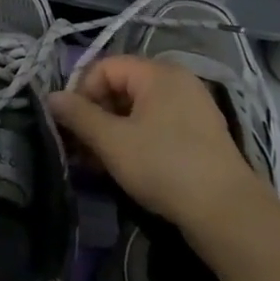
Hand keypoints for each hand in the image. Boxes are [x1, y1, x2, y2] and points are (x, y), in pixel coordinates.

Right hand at [49, 55, 269, 228]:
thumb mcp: (113, 141)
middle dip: (95, 115)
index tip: (71, 125)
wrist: (228, 213)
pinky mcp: (199, 134)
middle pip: (121, 87)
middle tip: (81, 148)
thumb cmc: (164, 166)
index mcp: (158, 73)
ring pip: (137, 110)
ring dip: (112, 131)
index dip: (82, 92)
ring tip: (98, 162)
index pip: (105, 67)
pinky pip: (156, 125)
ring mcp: (192, 108)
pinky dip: (135, 140)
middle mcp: (177, 81)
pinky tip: (125, 166)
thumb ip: (78, 116)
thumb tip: (51, 97)